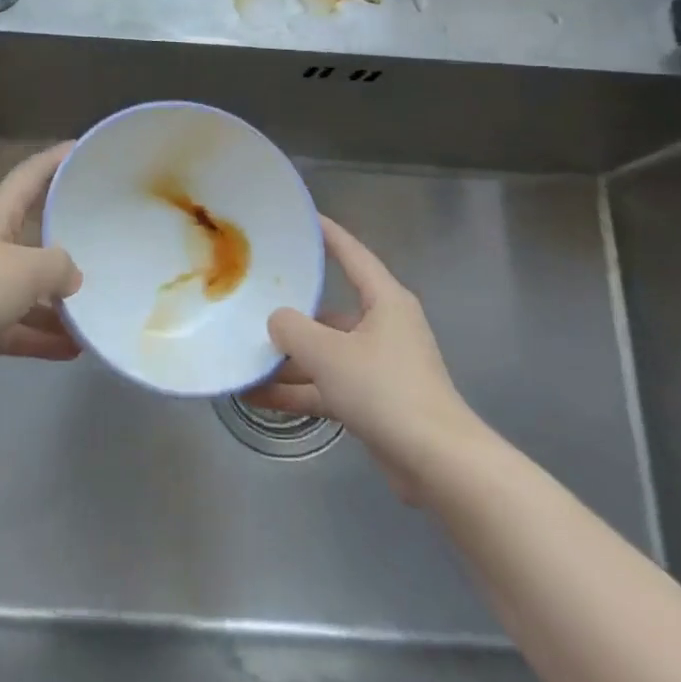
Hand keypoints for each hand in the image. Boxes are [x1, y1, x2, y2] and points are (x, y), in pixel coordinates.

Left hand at [0, 143, 83, 396]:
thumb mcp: (24, 270)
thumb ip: (57, 267)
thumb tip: (71, 275)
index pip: (30, 176)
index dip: (56, 159)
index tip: (83, 148)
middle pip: (32, 234)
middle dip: (66, 237)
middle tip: (106, 239)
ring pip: (26, 288)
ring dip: (57, 300)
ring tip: (98, 307)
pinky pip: (14, 326)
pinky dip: (39, 335)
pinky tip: (72, 349)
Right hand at [243, 215, 478, 497]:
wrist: (437, 463)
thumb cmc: (385, 390)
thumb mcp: (328, 353)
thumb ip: (292, 329)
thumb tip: (277, 321)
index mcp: (384, 301)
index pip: (352, 254)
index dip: (327, 233)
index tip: (301, 218)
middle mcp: (383, 327)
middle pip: (330, 309)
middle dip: (291, 311)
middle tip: (253, 297)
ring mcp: (378, 366)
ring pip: (324, 353)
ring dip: (288, 360)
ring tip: (243, 356)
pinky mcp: (373, 401)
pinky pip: (327, 385)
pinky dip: (298, 390)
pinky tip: (257, 396)